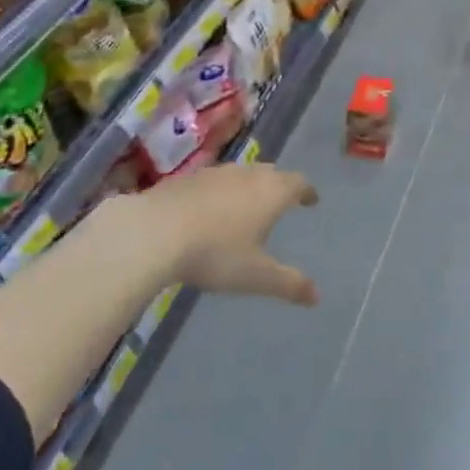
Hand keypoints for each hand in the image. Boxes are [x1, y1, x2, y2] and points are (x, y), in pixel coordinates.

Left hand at [136, 162, 321, 306]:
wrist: (153, 232)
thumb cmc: (215, 253)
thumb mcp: (255, 276)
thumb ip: (288, 284)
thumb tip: (317, 296)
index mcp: (271, 192)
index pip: (297, 183)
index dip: (306, 191)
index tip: (310, 200)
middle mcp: (246, 175)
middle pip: (270, 173)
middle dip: (278, 185)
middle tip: (280, 201)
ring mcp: (214, 173)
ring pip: (240, 174)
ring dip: (247, 186)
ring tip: (245, 205)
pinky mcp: (185, 178)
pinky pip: (212, 181)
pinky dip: (218, 192)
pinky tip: (207, 210)